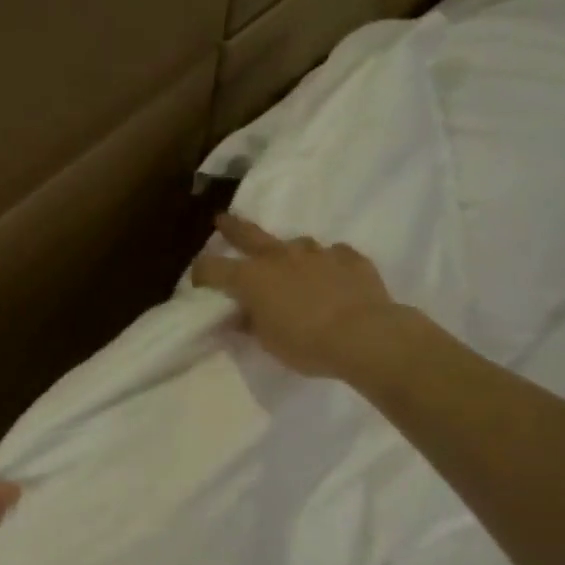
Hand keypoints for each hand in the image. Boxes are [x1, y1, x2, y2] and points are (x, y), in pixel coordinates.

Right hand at [192, 214, 412, 384]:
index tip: (199, 281)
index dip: (201, 273)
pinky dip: (328, 264)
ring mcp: (317, 252)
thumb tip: (242, 315)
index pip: (212, 268)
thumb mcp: (267, 341)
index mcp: (251, 278)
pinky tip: (334, 277)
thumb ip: (251, 323)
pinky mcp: (350, 257)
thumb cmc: (306, 343)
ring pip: (296, 244)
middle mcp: (279, 257)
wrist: (365, 336)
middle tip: (223, 220)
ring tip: (294, 268)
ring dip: (290, 254)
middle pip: (249, 235)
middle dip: (232, 228)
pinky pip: (333, 255)